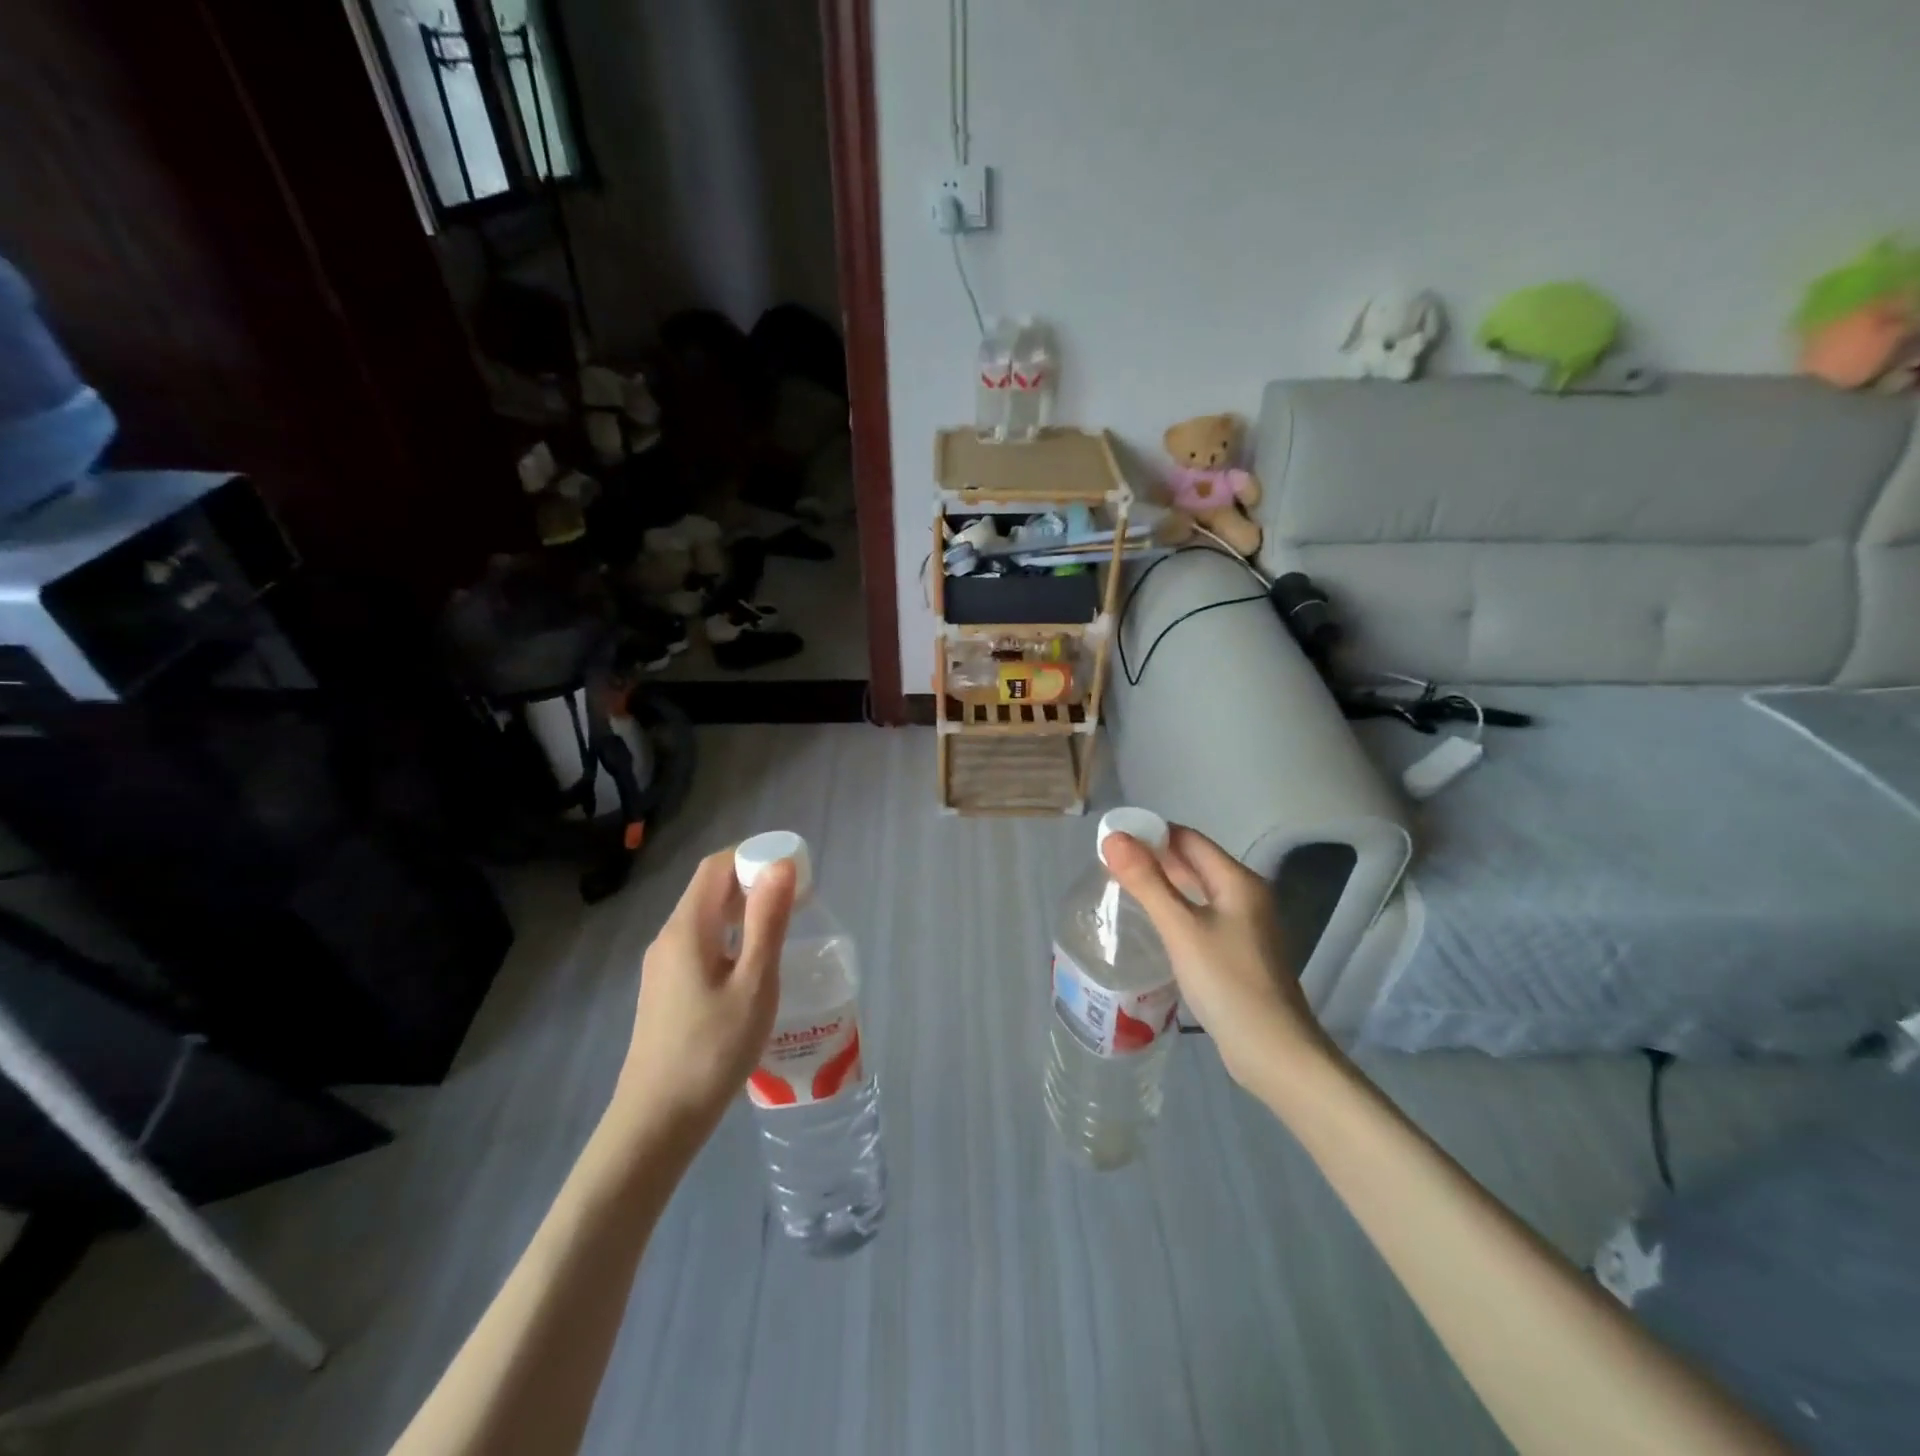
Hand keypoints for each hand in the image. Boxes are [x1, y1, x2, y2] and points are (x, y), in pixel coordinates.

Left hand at [616, 848, 795, 1130]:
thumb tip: (780, 865)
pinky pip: (702, 943)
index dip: (753, 854)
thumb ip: (768, 921)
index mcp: (688, 928)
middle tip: (798, 896)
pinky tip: (754, 964)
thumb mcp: (754, 983)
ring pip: (706, 918)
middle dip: (754, 880)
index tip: (793, 866)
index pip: (717, 866)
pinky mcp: (666, 990)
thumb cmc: (713, 1049)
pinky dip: (732, 936)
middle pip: (710, 889)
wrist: (657, 1120)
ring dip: (744, 909)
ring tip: (784, 925)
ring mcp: (663, 966)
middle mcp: (669, 938)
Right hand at [1102, 825, 1330, 1095]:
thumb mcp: (1181, 929)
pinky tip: (1153, 922)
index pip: (1188, 839)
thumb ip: (1147, 882)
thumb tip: (1113, 838)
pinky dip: (1175, 908)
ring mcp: (1245, 925)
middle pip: (1194, 862)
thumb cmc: (1227, 983)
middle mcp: (1246, 895)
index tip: (1112, 839)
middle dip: (1154, 856)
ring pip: (1197, 890)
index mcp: (1238, 881)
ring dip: (1163, 883)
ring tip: (1122, 886)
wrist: (1274, 1052)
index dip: (1151, 832)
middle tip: (1110, 862)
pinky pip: (1201, 915)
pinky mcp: (1238, 951)